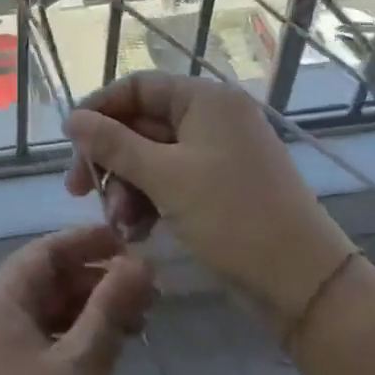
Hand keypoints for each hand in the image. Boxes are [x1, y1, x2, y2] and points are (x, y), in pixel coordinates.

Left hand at [0, 225, 153, 374]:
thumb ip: (110, 310)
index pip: (43, 253)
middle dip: (94, 280)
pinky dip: (73, 340)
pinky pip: (39, 343)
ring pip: (44, 314)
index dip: (87, 243)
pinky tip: (110, 349)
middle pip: (44, 281)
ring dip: (88, 311)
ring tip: (140, 319)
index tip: (132, 243)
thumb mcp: (80, 370)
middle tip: (148, 288)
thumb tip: (140, 262)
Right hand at [64, 72, 353, 319]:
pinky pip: (172, 181)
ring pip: (152, 157)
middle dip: (111, 160)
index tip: (69, 142)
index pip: (137, 87)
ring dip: (127, 187)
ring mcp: (218, 153)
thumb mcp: (165, 178)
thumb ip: (113, 145)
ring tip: (118, 224)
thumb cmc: (233, 218)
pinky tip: (137, 232)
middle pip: (141, 124)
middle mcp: (212, 118)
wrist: (306, 286)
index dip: (100, 110)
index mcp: (205, 99)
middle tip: (78, 191)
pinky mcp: (221, 187)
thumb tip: (72, 119)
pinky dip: (150, 201)